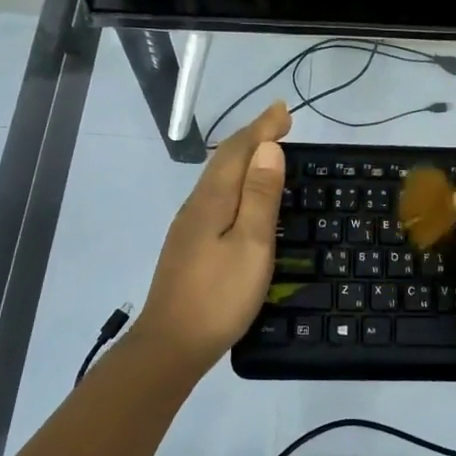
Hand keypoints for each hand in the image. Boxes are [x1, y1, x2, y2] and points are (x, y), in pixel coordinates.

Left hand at [133, 101, 290, 371]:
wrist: (170, 345)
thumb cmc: (219, 296)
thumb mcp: (251, 245)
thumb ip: (260, 196)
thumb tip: (268, 148)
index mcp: (213, 199)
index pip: (240, 150)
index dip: (263, 127)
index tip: (285, 109)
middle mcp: (197, 204)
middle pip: (226, 159)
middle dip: (253, 136)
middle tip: (280, 122)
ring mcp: (189, 224)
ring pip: (218, 177)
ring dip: (243, 157)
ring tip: (266, 149)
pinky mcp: (189, 243)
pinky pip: (216, 194)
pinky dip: (235, 180)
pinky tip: (242, 194)